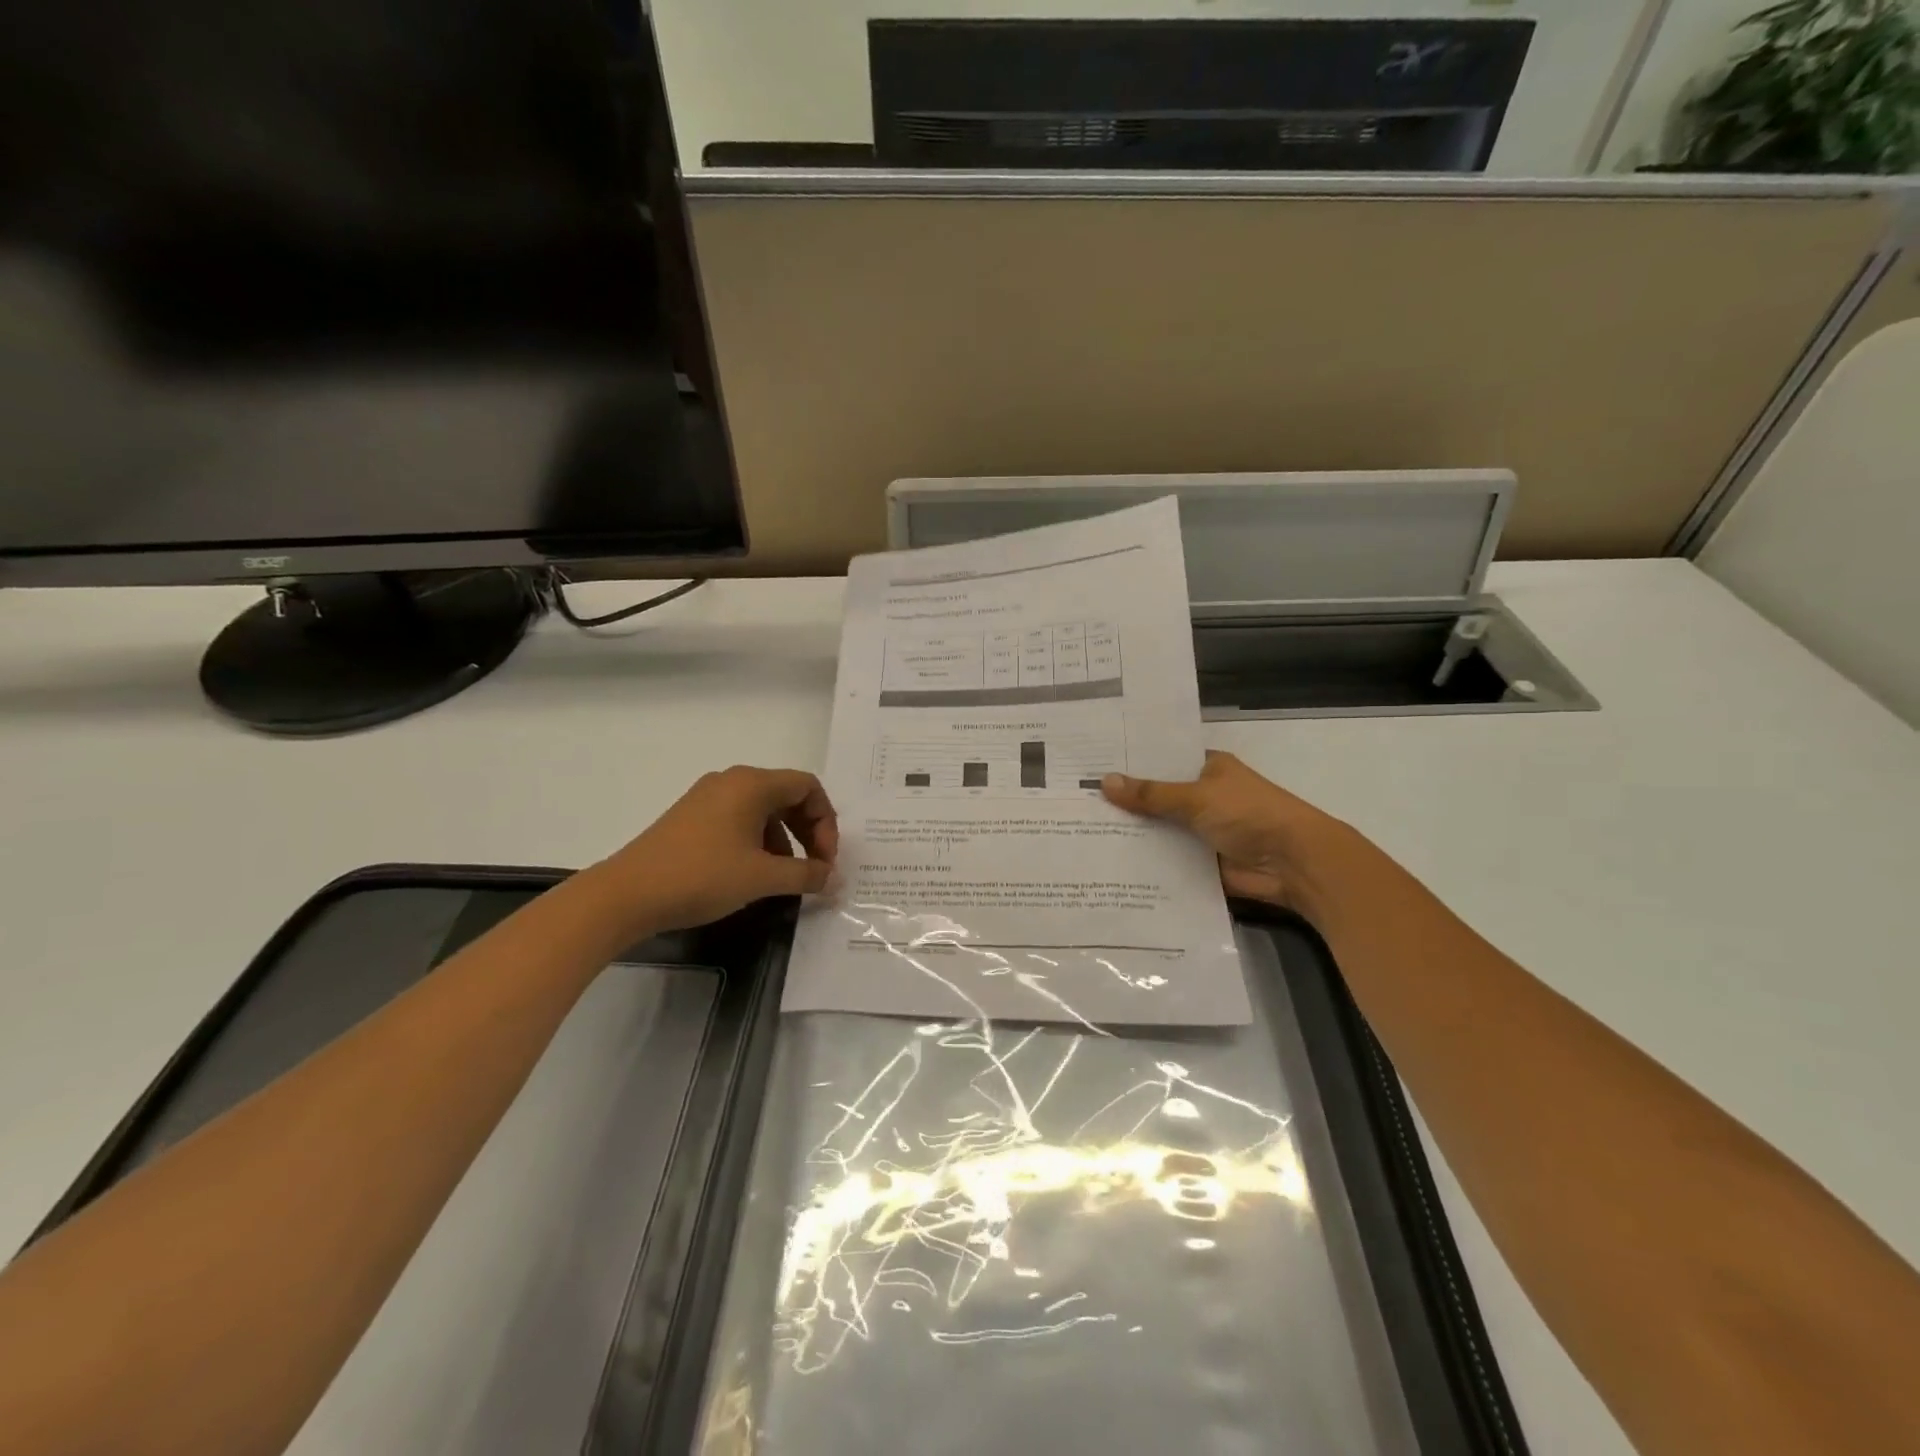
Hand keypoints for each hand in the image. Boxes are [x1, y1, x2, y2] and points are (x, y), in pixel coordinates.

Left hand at [592, 766, 838, 934]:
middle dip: (808, 831)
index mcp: (752, 784)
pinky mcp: (692, 817)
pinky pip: (739, 819)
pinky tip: (753, 874)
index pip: (808, 786)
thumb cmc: (701, 876)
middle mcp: (732, 781)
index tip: (825, 860)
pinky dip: (758, 841)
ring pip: (763, 809)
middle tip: (814, 868)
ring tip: (783, 877)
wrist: (626, 894)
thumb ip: (806, 874)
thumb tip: (832, 877)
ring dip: (784, 840)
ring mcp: (708, 797)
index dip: (826, 822)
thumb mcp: (762, 878)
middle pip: (787, 795)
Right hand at [1101, 751, 1375, 924]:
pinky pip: (1169, 859)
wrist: (1294, 864)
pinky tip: (1109, 862)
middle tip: (1077, 802)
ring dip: (1134, 834)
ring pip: (1161, 830)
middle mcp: (1205, 796)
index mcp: (1209, 769)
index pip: (1164, 761)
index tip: (1093, 765)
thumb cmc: (1249, 814)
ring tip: (1082, 832)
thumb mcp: (1196, 798)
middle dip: (1126, 802)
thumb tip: (1104, 782)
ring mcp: (1204, 831)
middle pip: (1159, 797)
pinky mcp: (1203, 862)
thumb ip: (1151, 794)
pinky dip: (1147, 861)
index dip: (1133, 763)